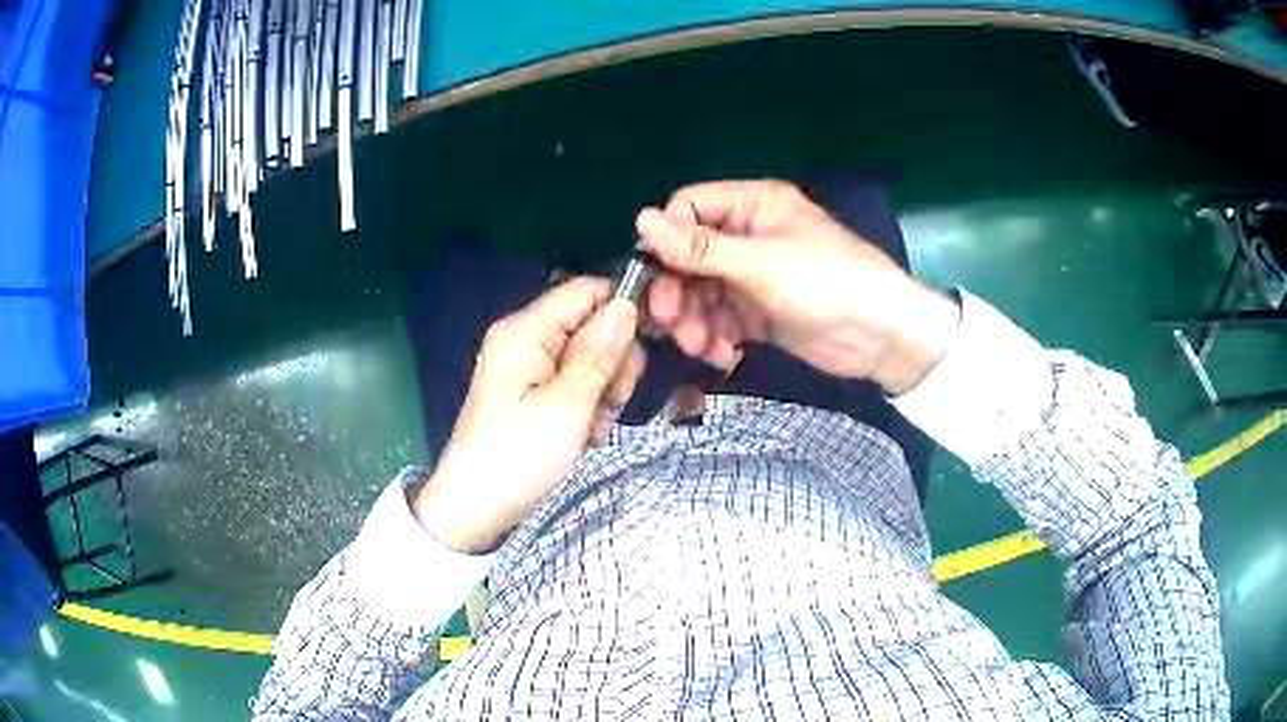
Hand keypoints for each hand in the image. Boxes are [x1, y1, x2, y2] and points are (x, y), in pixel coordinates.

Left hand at [412, 278, 642, 553]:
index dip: (622, 310)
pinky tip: (581, 437)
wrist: (474, 509)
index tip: (649, 345)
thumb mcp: (568, 406)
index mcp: (526, 330)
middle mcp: (525, 338)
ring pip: (590, 360)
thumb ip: (600, 353)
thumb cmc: (519, 456)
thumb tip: (627, 304)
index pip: (587, 291)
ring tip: (589, 429)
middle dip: (613, 364)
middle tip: (607, 404)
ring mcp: (527, 367)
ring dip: (603, 393)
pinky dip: (586, 409)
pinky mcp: (531, 393)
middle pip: (592, 326)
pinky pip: (575, 385)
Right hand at [636, 180, 960, 394]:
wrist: (880, 335)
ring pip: (702, 293)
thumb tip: (640, 220)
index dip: (667, 240)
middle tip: (670, 322)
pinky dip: (716, 338)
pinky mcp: (759, 311)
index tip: (654, 274)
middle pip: (689, 257)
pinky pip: (721, 320)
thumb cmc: (825, 282)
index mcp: (752, 205)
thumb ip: (699, 247)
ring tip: (703, 347)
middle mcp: (748, 235)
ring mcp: (753, 275)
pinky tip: (725, 356)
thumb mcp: (759, 263)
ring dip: (695, 321)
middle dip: (679, 292)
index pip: (689, 209)